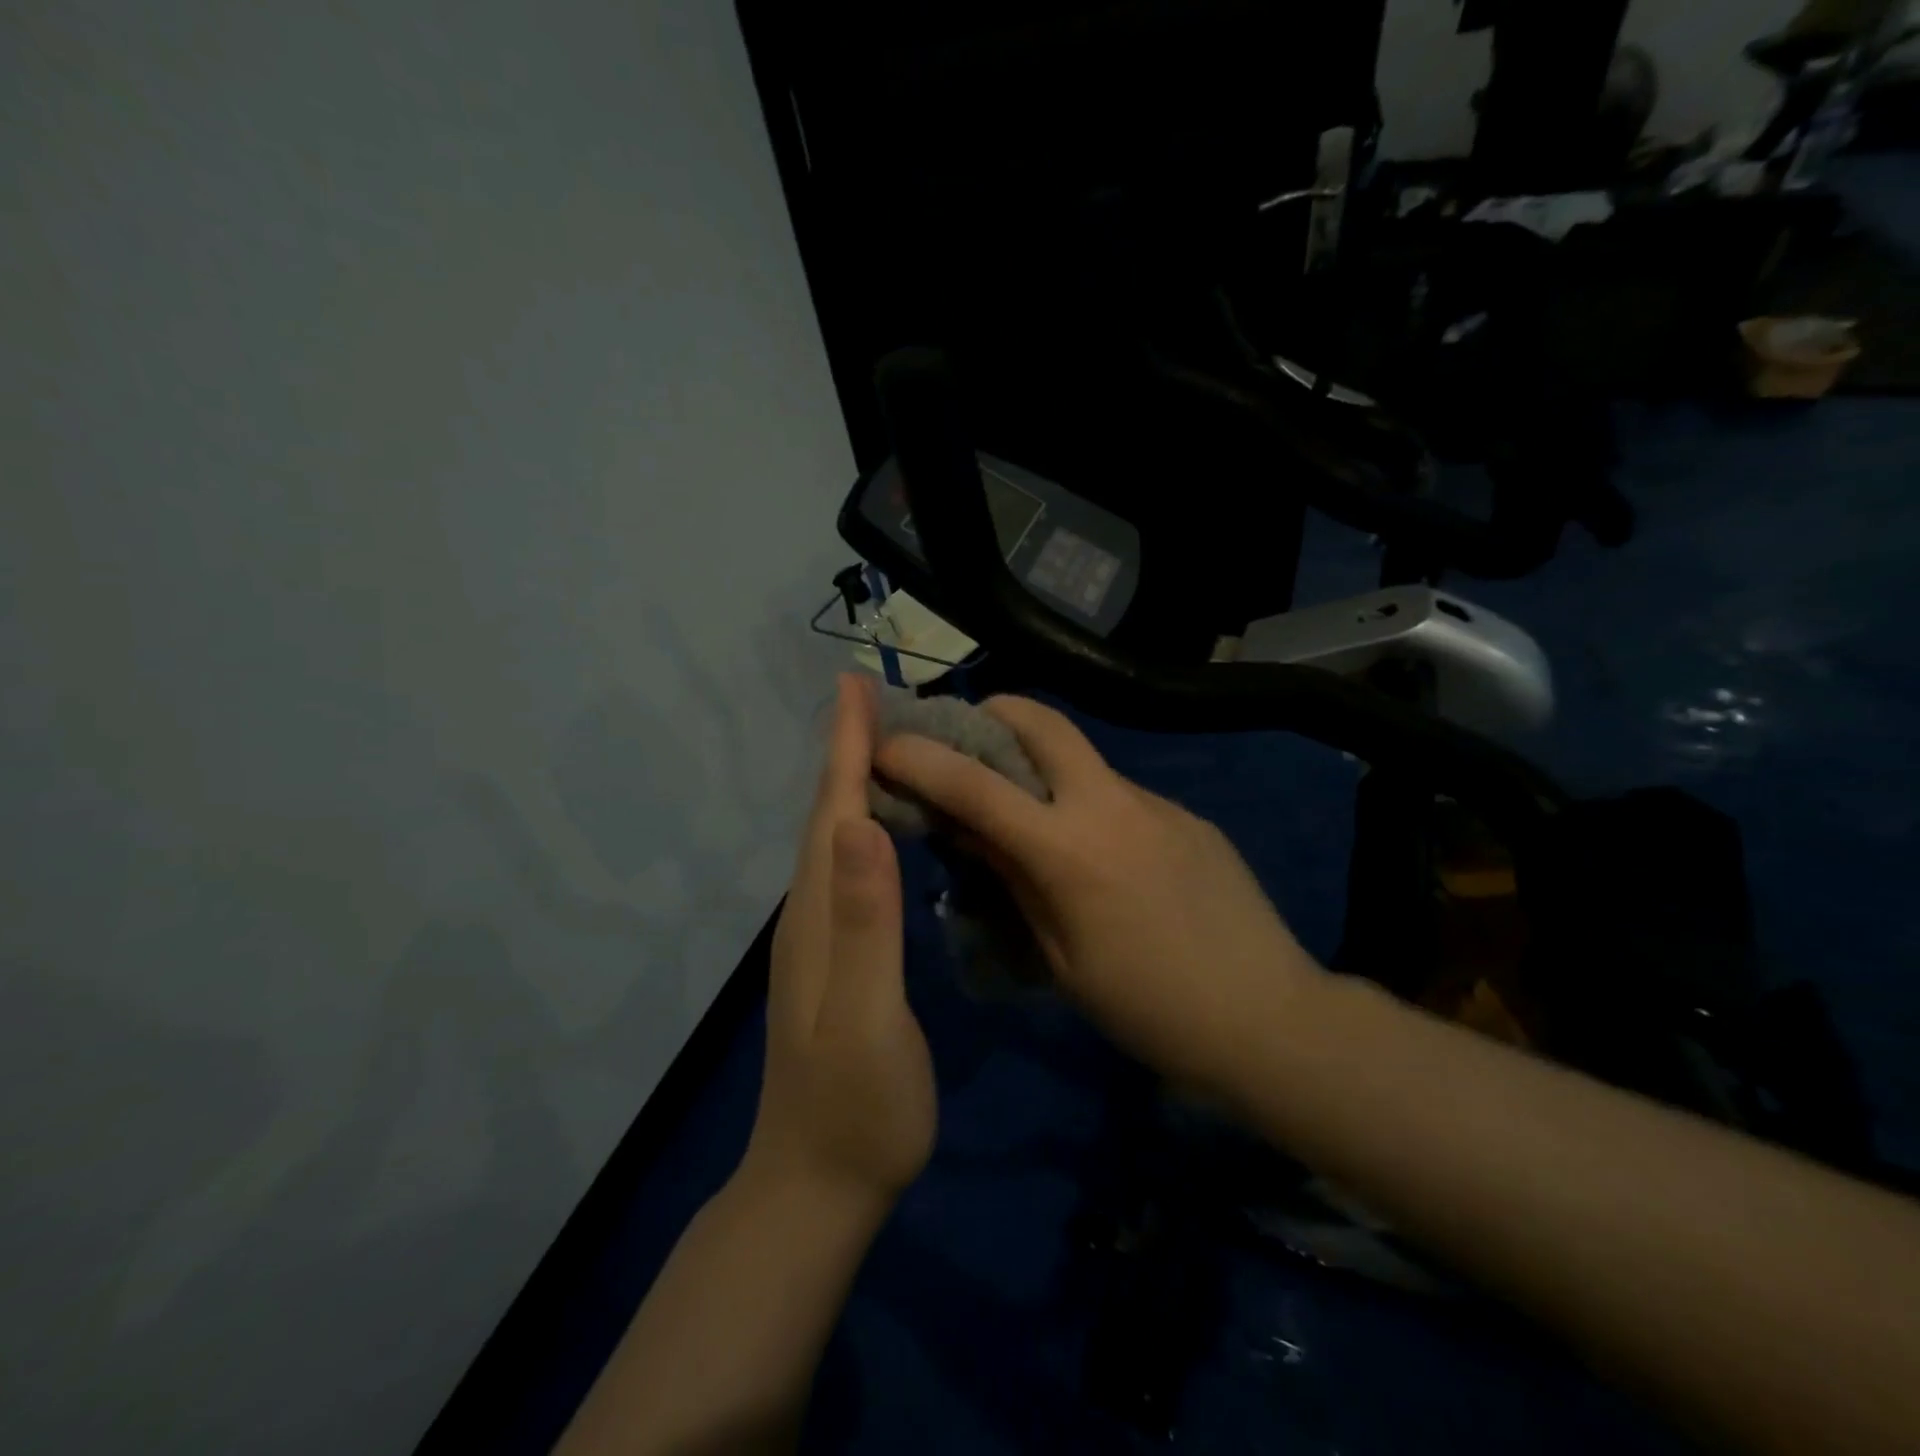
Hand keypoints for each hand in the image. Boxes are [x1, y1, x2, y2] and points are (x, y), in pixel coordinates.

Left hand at [744, 675, 936, 1212]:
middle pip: (827, 813)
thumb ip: (865, 924)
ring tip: (881, 743)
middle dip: (846, 749)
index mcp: (820, 915)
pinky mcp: (832, 957)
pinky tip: (880, 827)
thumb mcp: (867, 1019)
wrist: (817, 1185)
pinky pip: (844, 868)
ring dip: (851, 782)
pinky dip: (860, 827)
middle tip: (873, 697)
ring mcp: (817, 937)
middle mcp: (810, 913)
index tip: (854, 685)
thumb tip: (863, 824)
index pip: (834, 811)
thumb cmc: (857, 1108)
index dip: (845, 746)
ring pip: (832, 838)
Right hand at [874, 696, 1324, 1096]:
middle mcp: (1111, 804)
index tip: (884, 742)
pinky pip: (1120, 793)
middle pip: (1042, 720)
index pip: (975, 785)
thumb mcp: (1060, 957)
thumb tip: (965, 830)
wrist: (1269, 1018)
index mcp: (1068, 850)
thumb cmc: (1149, 1008)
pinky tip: (1099, 852)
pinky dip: (1087, 802)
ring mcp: (1155, 803)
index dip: (921, 757)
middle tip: (965, 736)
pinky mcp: (1186, 815)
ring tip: (1027, 807)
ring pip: (1082, 757)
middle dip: (993, 711)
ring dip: (1041, 763)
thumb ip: (1012, 879)